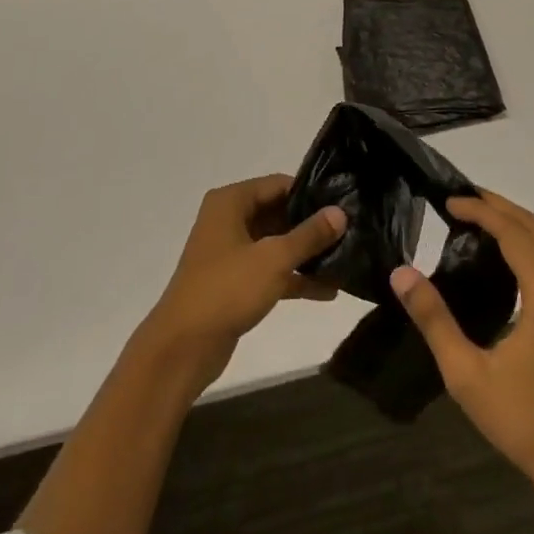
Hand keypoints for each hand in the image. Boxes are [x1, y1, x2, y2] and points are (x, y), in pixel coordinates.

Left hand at [140, 174, 345, 396]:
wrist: (183, 348)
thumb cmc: (227, 289)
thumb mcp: (273, 258)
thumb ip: (309, 235)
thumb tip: (340, 212)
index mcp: (231, 202)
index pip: (278, 184)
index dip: (310, 193)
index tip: (344, 203)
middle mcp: (229, 220)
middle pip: (278, 213)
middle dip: (311, 225)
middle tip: (350, 231)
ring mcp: (231, 252)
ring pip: (276, 244)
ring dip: (306, 254)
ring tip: (347, 259)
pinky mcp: (235, 283)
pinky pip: (271, 271)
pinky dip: (294, 278)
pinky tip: (328, 290)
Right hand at [392, 190, 533, 499]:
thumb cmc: (525, 422)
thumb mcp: (467, 375)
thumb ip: (434, 319)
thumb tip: (401, 273)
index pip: (514, 231)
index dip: (480, 209)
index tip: (447, 201)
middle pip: (533, 226)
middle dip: (494, 205)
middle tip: (455, 199)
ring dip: (510, 221)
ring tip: (470, 217)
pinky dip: (525, 241)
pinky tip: (499, 249)